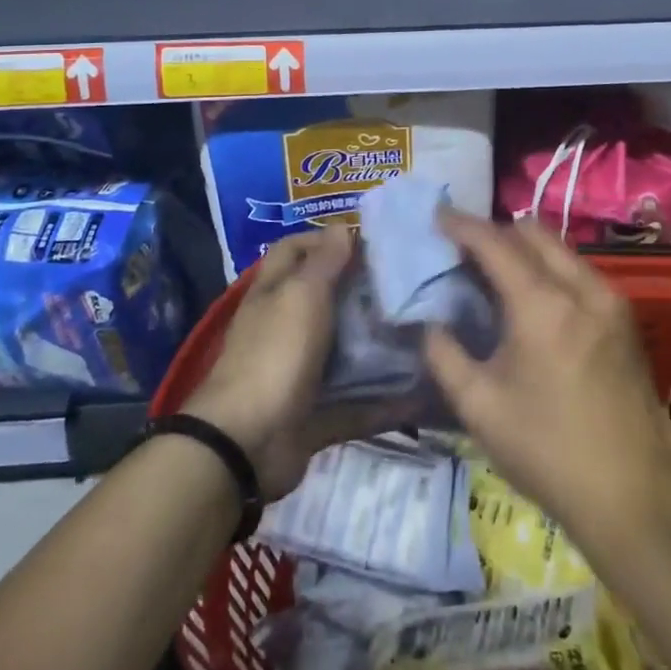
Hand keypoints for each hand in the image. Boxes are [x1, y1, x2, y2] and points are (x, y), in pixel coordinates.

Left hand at [182, 228, 399, 499]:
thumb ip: (325, 261)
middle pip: (324, 300)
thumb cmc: (275, 353)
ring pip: (343, 352)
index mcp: (274, 293)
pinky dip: (384, 402)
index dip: (324, 239)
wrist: (246, 443)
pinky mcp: (314, 414)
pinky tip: (420, 392)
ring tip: (424, 332)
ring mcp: (298, 373)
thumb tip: (343, 226)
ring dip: (377, 346)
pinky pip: (355, 404)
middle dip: (361, 293)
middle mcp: (284, 328)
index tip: (369, 241)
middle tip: (408, 286)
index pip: (293, 250)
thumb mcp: (302, 295)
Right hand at [424, 213, 670, 534]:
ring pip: (560, 248)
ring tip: (497, 273)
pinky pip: (580, 271)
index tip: (438, 214)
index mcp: (542, 304)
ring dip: (526, 248)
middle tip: (466, 250)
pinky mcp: (625, 318)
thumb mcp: (479, 407)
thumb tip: (431, 324)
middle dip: (496, 231)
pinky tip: (535, 299)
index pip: (495, 243)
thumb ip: (445, 355)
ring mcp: (610, 300)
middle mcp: (581, 287)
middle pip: (533, 232)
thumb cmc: (547, 450)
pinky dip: (550, 268)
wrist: (632, 494)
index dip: (462, 224)